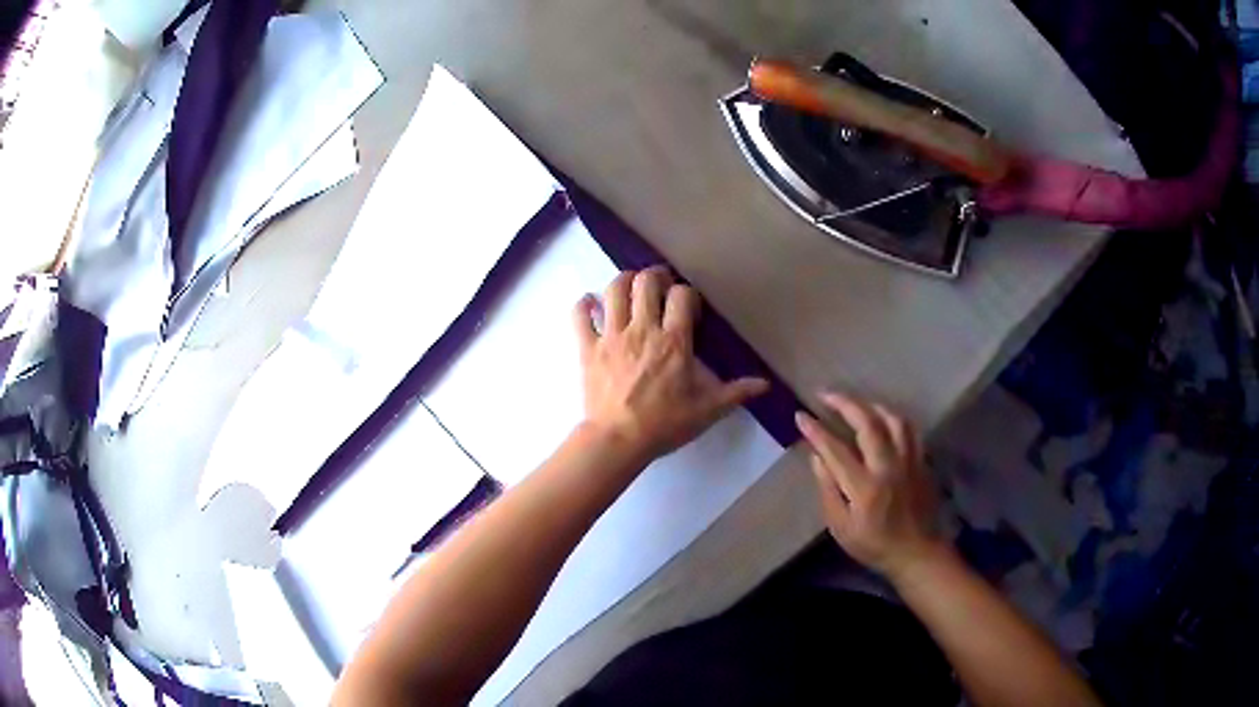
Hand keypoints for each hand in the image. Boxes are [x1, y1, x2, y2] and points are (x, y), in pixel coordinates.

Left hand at [574, 267, 768, 463]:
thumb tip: (765, 384)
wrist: (618, 440)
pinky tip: (590, 304)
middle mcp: (642, 329)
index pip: (682, 296)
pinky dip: (584, 305)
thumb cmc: (664, 424)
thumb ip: (736, 392)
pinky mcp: (587, 347)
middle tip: (660, 285)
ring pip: (614, 290)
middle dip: (655, 277)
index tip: (688, 307)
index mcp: (674, 341)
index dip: (687, 295)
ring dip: (623, 282)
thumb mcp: (707, 410)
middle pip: (646, 282)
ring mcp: (611, 336)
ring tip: (630, 287)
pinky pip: (580, 316)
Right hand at [795, 393, 941, 579]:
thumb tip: (817, 457)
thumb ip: (828, 491)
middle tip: (826, 394)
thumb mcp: (841, 528)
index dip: (816, 430)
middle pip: (868, 424)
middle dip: (845, 404)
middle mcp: (888, 468)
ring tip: (855, 404)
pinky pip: (908, 429)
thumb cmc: (873, 544)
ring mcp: (909, 461)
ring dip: (871, 406)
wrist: (917, 552)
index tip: (801, 415)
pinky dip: (892, 418)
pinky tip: (882, 418)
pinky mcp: (921, 461)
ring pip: (893, 420)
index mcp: (865, 488)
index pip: (835, 450)